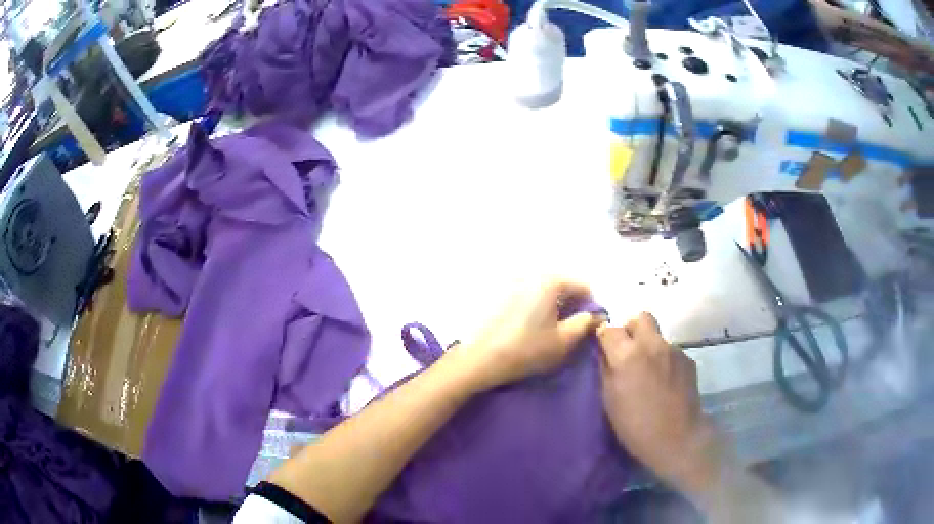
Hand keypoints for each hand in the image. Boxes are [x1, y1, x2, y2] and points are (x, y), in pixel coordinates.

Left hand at [446, 278, 602, 392]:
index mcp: (549, 282)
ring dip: (553, 305)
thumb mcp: (564, 340)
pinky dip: (535, 306)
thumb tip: (596, 316)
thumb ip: (585, 324)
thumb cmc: (527, 350)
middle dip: (572, 304)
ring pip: (544, 290)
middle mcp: (531, 275)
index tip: (589, 325)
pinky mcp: (498, 294)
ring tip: (551, 329)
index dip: (591, 306)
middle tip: (571, 328)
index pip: (582, 286)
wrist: (480, 359)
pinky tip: (530, 326)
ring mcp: (512, 282)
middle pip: (562, 285)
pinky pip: (527, 295)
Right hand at [597, 312, 722, 496]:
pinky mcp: (688, 360)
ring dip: (649, 347)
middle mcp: (652, 345)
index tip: (602, 348)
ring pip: (657, 336)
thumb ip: (606, 371)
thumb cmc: (636, 426)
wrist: (678, 438)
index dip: (604, 337)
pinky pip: (671, 351)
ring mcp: (674, 350)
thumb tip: (604, 354)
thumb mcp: (609, 401)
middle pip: (640, 318)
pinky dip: (664, 360)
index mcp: (627, 355)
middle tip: (627, 351)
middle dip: (630, 329)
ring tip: (648, 373)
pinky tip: (664, 382)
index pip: (610, 328)